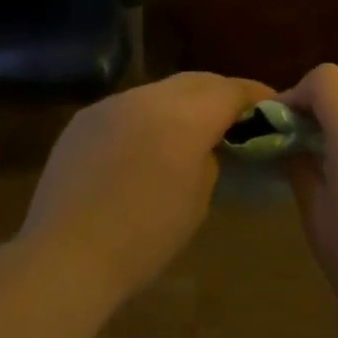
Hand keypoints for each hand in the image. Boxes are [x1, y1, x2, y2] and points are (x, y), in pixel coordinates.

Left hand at [21, 72, 272, 301]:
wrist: (65, 256)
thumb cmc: (144, 237)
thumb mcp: (197, 199)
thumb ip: (209, 158)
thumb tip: (204, 145)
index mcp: (186, 117)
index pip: (231, 90)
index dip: (255, 95)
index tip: (271, 106)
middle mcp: (149, 97)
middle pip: (197, 81)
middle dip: (220, 94)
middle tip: (236, 116)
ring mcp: (113, 103)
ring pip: (160, 91)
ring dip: (181, 104)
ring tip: (189, 130)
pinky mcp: (85, 118)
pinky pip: (127, 107)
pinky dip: (146, 118)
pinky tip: (144, 145)